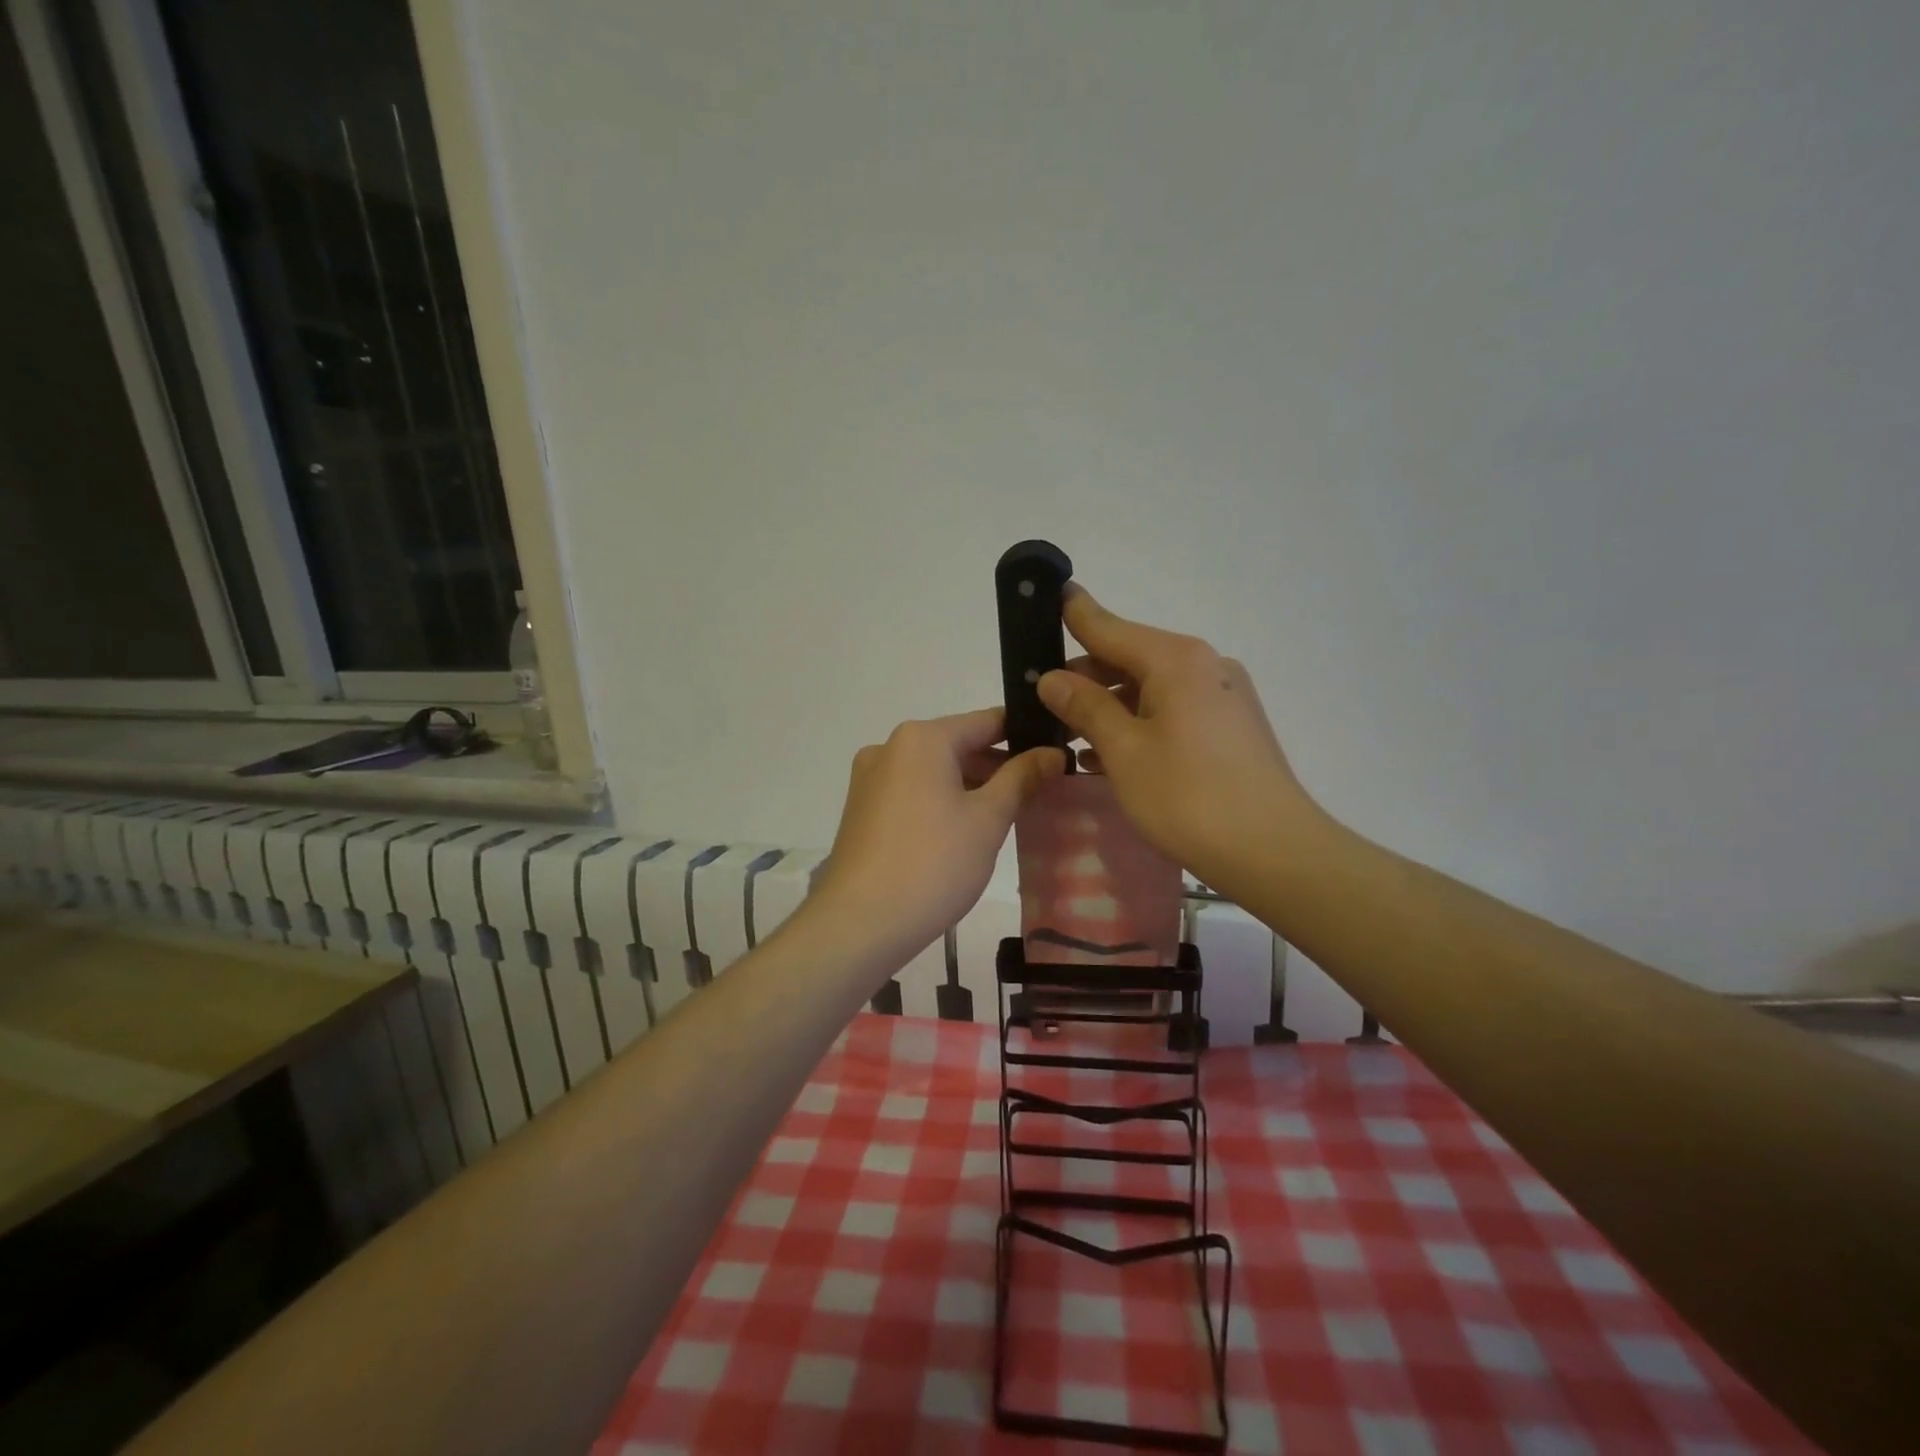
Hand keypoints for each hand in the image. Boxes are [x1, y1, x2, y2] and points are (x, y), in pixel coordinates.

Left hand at [810, 709, 1065, 961]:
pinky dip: (944, 802)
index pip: (988, 721)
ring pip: (937, 771)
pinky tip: (969, 831)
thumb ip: (1022, 778)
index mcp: (921, 738)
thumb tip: (1052, 753)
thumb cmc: (933, 864)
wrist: (859, 923)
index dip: (1027, 735)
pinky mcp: (863, 809)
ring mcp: (871, 779)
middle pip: (960, 745)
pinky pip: (915, 792)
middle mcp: (890, 747)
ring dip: (974, 786)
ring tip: (1014, 813)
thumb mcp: (988, 819)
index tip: (1058, 751)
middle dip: (1001, 766)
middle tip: (1044, 790)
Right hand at [1037, 585, 1323, 890]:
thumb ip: (1085, 707)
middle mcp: (1205, 666)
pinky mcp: (1232, 729)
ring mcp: (1223, 697)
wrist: (1273, 852)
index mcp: (1176, 660)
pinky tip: (1109, 757)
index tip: (1051, 594)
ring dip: (1110, 708)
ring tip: (1069, 735)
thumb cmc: (1188, 796)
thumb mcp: (1124, 750)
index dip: (1075, 614)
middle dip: (1086, 677)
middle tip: (1043, 701)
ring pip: (1151, 690)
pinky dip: (1139, 726)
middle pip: (1130, 658)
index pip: (1110, 627)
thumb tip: (1052, 678)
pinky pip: (1173, 713)